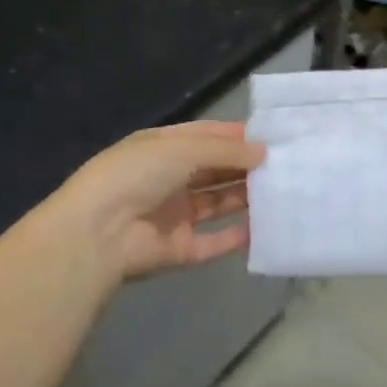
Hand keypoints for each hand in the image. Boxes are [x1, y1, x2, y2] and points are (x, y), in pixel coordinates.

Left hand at [46, 121, 264, 281]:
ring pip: (218, 203)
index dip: (238, 136)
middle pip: (215, 170)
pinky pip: (215, 241)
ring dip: (246, 198)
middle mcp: (170, 179)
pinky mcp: (180, 249)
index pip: (207, 137)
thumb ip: (225, 150)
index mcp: (164, 148)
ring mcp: (174, 215)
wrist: (98, 232)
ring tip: (283, 192)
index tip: (274, 137)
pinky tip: (265, 229)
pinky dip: (238, 237)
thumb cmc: (138, 174)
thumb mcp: (182, 148)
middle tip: (287, 165)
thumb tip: (263, 152)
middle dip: (247, 167)